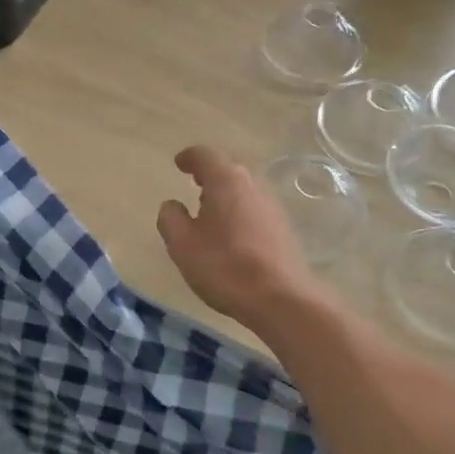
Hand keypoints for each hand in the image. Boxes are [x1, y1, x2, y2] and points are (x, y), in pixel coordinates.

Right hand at [156, 146, 331, 333]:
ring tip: (210, 210)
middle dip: (210, 174)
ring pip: (244, 189)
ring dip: (226, 194)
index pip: (205, 155)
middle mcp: (253, 185)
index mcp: (226, 181)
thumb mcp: (183, 245)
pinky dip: (239, 211)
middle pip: (228, 169)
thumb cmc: (225, 266)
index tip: (179, 163)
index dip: (189, 157)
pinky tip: (232, 232)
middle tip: (193, 183)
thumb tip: (171, 205)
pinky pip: (255, 208)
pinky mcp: (283, 227)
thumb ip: (171, 218)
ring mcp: (272, 205)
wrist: (281, 298)